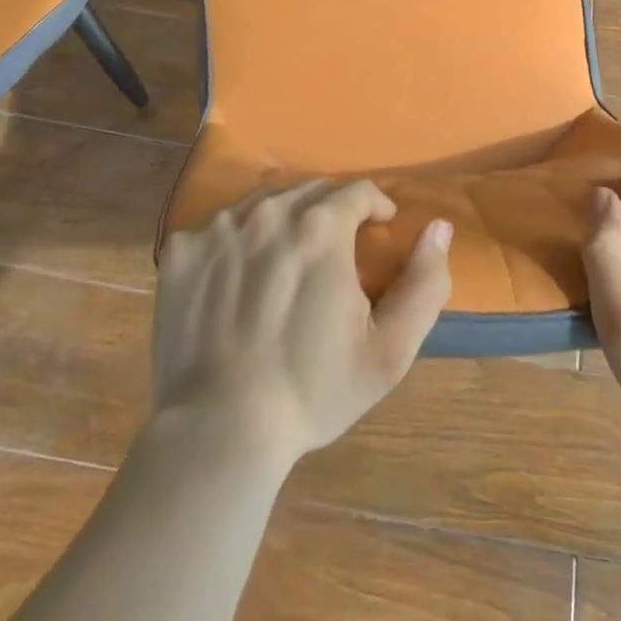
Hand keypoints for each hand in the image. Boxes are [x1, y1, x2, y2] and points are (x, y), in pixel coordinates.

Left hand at [151, 179, 452, 466]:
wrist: (220, 431)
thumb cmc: (312, 390)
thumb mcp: (389, 349)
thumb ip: (424, 282)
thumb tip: (439, 226)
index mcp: (321, 226)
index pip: (358, 190)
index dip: (375, 206)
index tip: (379, 229)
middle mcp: (269, 211)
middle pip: (310, 190)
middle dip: (332, 210)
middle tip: (336, 248)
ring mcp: (219, 227)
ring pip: (264, 203)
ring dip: (284, 220)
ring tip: (287, 259)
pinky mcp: (182, 251)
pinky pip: (218, 227)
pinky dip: (236, 241)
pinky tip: (238, 279)